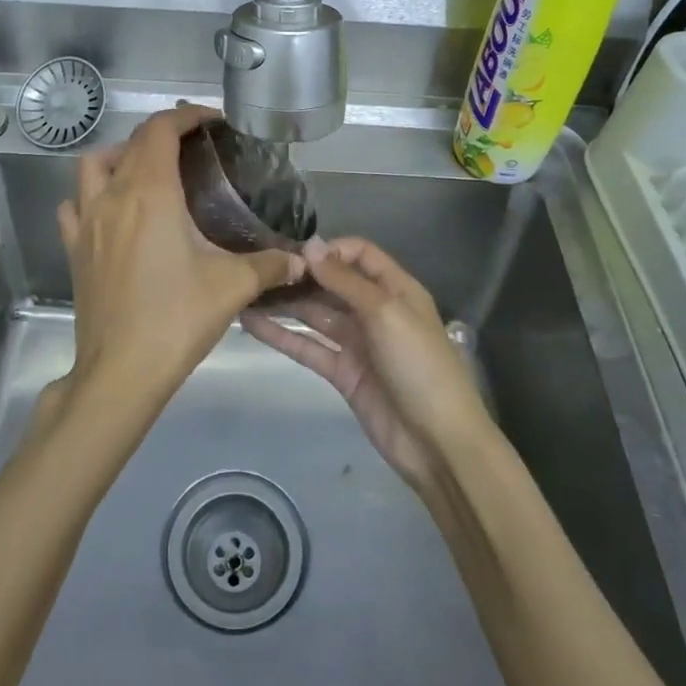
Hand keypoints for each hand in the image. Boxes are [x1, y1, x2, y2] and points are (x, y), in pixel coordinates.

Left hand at [56, 105, 301, 410]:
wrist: (120, 371)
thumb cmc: (176, 318)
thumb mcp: (232, 286)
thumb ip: (270, 264)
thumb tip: (300, 260)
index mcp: (150, 193)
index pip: (161, 129)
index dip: (186, 115)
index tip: (212, 121)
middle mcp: (113, 196)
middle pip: (132, 142)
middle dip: (163, 133)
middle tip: (194, 148)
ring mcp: (87, 222)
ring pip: (93, 166)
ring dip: (121, 156)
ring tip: (149, 172)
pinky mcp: (75, 250)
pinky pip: (74, 206)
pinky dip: (90, 196)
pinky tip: (112, 212)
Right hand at [243, 237, 492, 487]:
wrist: (437, 441)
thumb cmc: (419, 364)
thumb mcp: (385, 312)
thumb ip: (345, 280)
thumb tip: (310, 244)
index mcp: (395, 289)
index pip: (359, 254)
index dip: (329, 250)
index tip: (295, 254)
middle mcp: (375, 310)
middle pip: (333, 283)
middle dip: (301, 275)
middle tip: (260, 269)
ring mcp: (357, 342)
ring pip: (316, 315)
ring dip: (286, 303)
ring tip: (247, 291)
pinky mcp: (342, 372)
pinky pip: (309, 347)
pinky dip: (282, 336)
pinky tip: (251, 324)